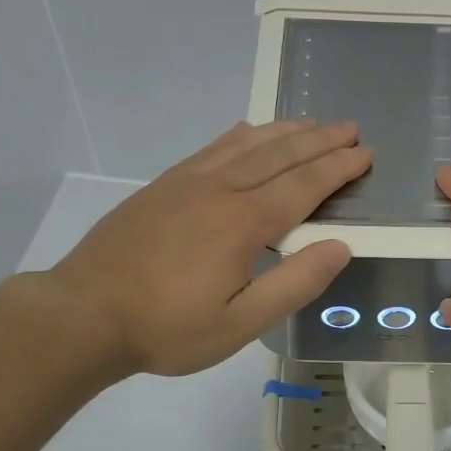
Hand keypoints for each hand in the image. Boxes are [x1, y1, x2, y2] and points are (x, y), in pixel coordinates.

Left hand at [42, 119, 370, 377]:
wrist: (85, 314)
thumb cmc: (167, 327)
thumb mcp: (240, 323)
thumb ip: (294, 284)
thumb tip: (340, 246)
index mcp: (244, 222)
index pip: (304, 185)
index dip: (338, 168)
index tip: (365, 154)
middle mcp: (220, 190)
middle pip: (280, 155)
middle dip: (320, 140)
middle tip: (350, 128)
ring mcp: (188, 182)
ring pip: (247, 144)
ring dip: (285, 130)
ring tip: (312, 122)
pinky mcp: (164, 185)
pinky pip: (213, 147)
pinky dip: (242, 135)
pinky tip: (250, 131)